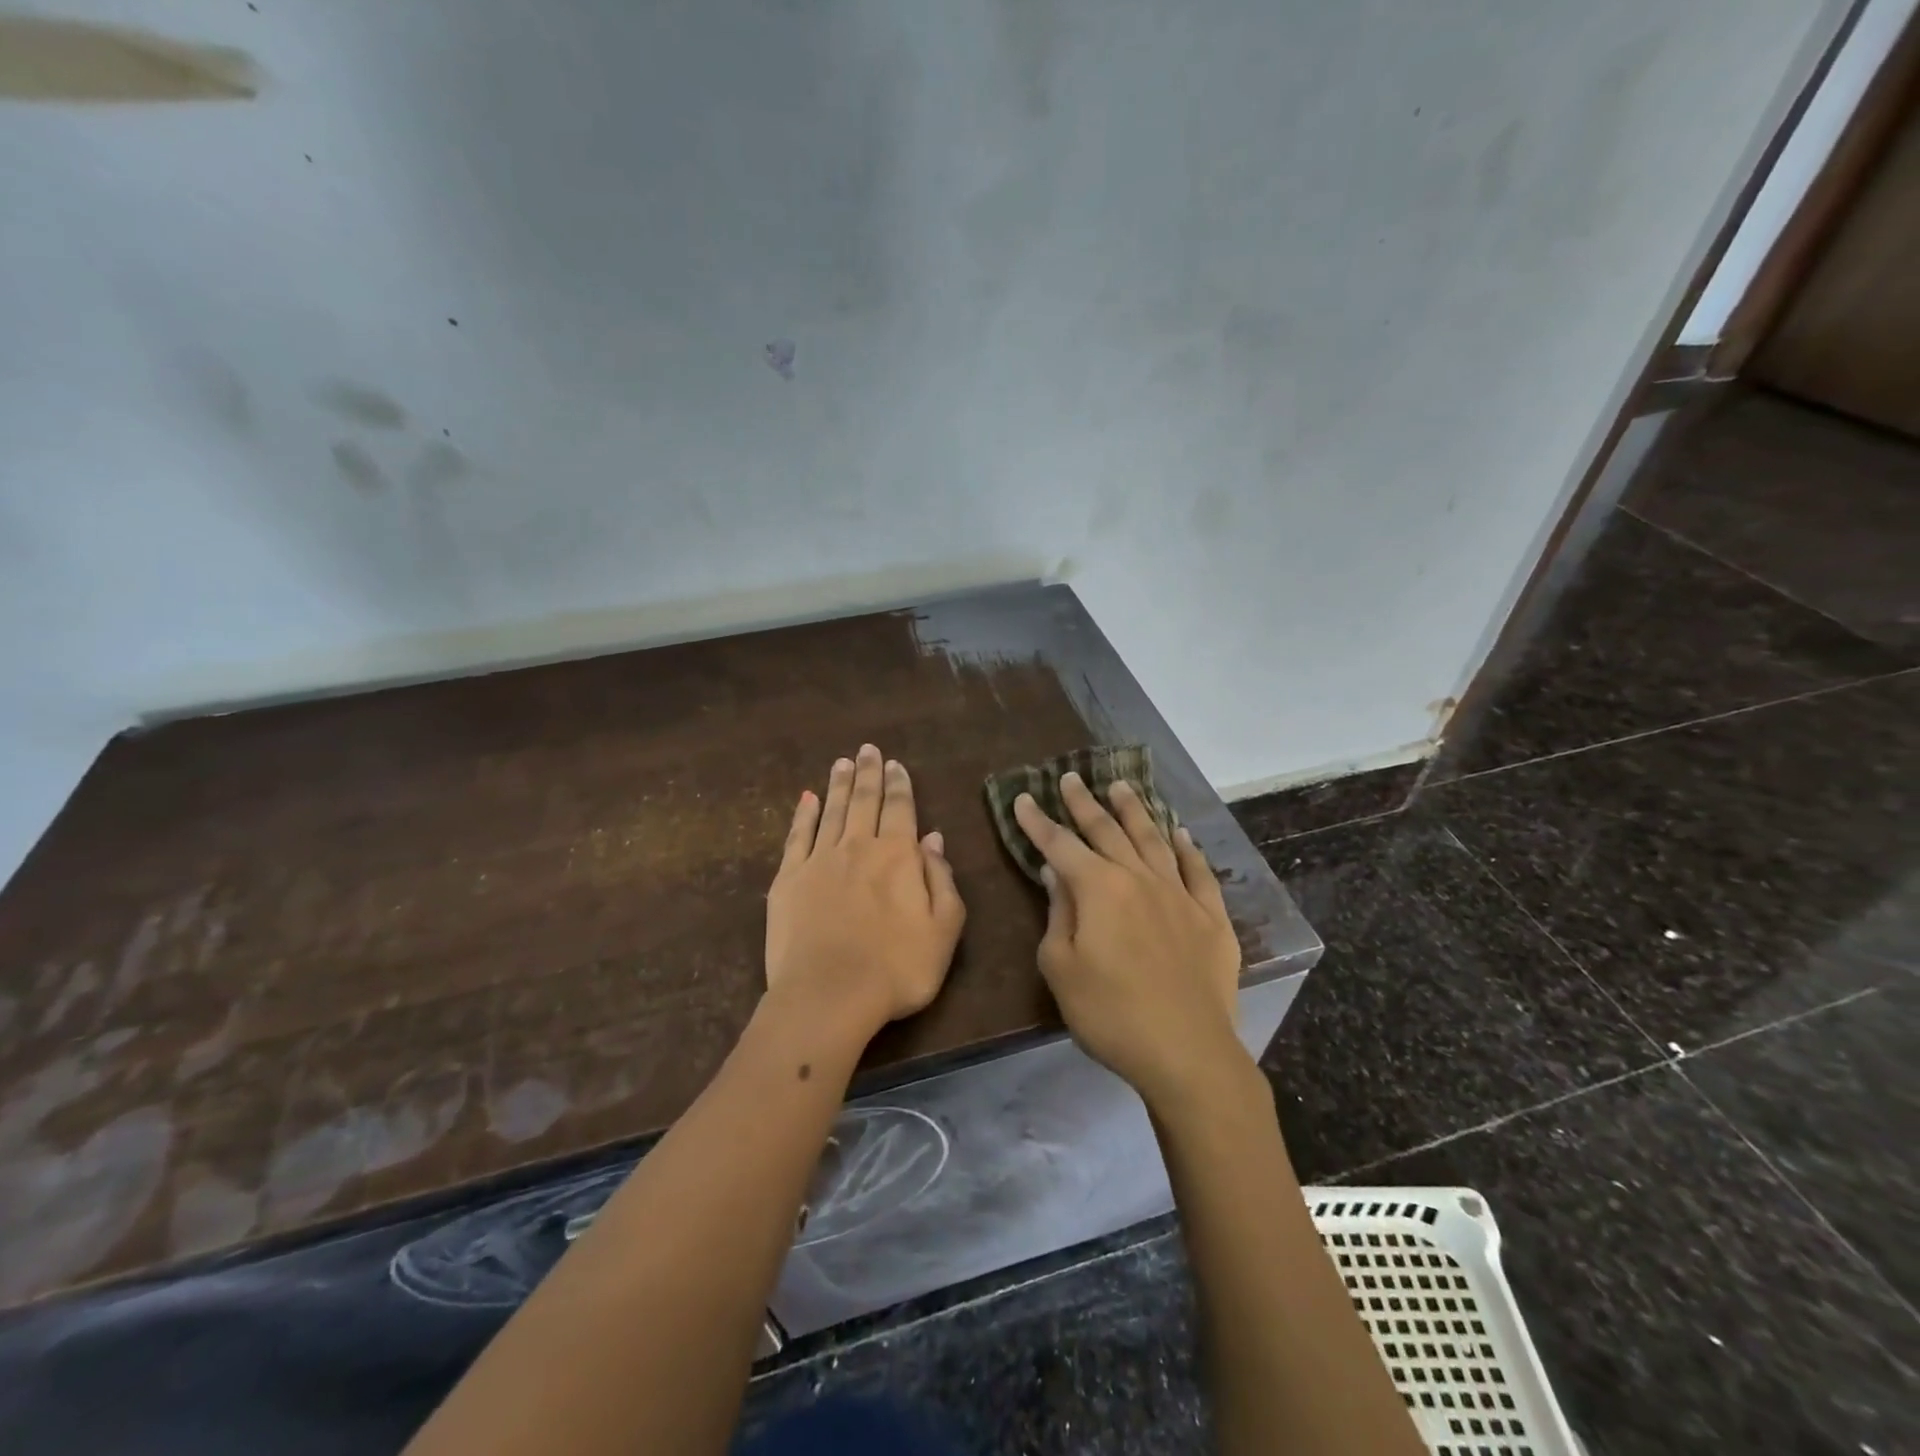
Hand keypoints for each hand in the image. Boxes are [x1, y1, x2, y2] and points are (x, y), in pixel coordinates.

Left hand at [765, 744, 965, 1039]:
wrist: (829, 995)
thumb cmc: (897, 968)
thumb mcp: (944, 929)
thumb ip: (941, 880)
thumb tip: (933, 838)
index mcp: (898, 856)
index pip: (901, 809)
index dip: (899, 785)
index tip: (895, 764)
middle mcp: (858, 846)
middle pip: (864, 800)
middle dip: (868, 773)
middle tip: (868, 749)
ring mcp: (819, 860)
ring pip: (831, 811)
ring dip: (838, 785)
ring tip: (842, 762)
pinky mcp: (788, 879)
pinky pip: (797, 836)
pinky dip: (803, 815)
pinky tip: (807, 799)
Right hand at [1013, 774, 1241, 1103]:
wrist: (1186, 1052)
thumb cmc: (1110, 1014)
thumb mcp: (1061, 968)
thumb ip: (1058, 913)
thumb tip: (1056, 872)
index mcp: (1098, 889)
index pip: (1060, 844)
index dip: (1038, 821)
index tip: (1024, 797)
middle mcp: (1139, 878)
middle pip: (1107, 831)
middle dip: (1084, 803)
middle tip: (1071, 778)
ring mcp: (1179, 894)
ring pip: (1153, 839)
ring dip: (1134, 811)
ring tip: (1121, 786)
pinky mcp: (1211, 917)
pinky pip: (1198, 872)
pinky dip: (1187, 848)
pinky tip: (1180, 833)